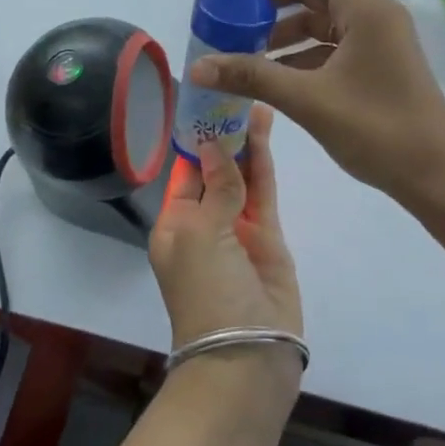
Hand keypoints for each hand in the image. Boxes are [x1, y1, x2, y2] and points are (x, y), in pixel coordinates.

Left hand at [149, 106, 302, 379]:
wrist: (247, 353)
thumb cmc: (206, 290)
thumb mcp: (200, 234)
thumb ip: (216, 187)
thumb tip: (213, 145)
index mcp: (174, 224)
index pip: (184, 171)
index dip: (195, 137)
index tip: (207, 100)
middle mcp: (204, 223)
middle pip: (215, 169)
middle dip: (224, 135)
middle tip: (237, 91)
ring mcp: (239, 229)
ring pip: (242, 176)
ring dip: (246, 141)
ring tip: (255, 100)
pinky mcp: (269, 237)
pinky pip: (264, 191)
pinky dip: (264, 162)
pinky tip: (265, 130)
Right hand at [188, 0, 444, 243]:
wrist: (436, 177)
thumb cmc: (377, 131)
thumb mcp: (309, 101)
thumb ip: (252, 77)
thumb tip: (198, 67)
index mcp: (367, 9)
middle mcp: (376, 14)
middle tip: (235, 15)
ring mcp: (380, 39)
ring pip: (326, 17)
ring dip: (287, 28)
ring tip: (245, 46)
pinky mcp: (378, 63)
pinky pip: (334, 43)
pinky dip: (304, 51)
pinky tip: (273, 73)